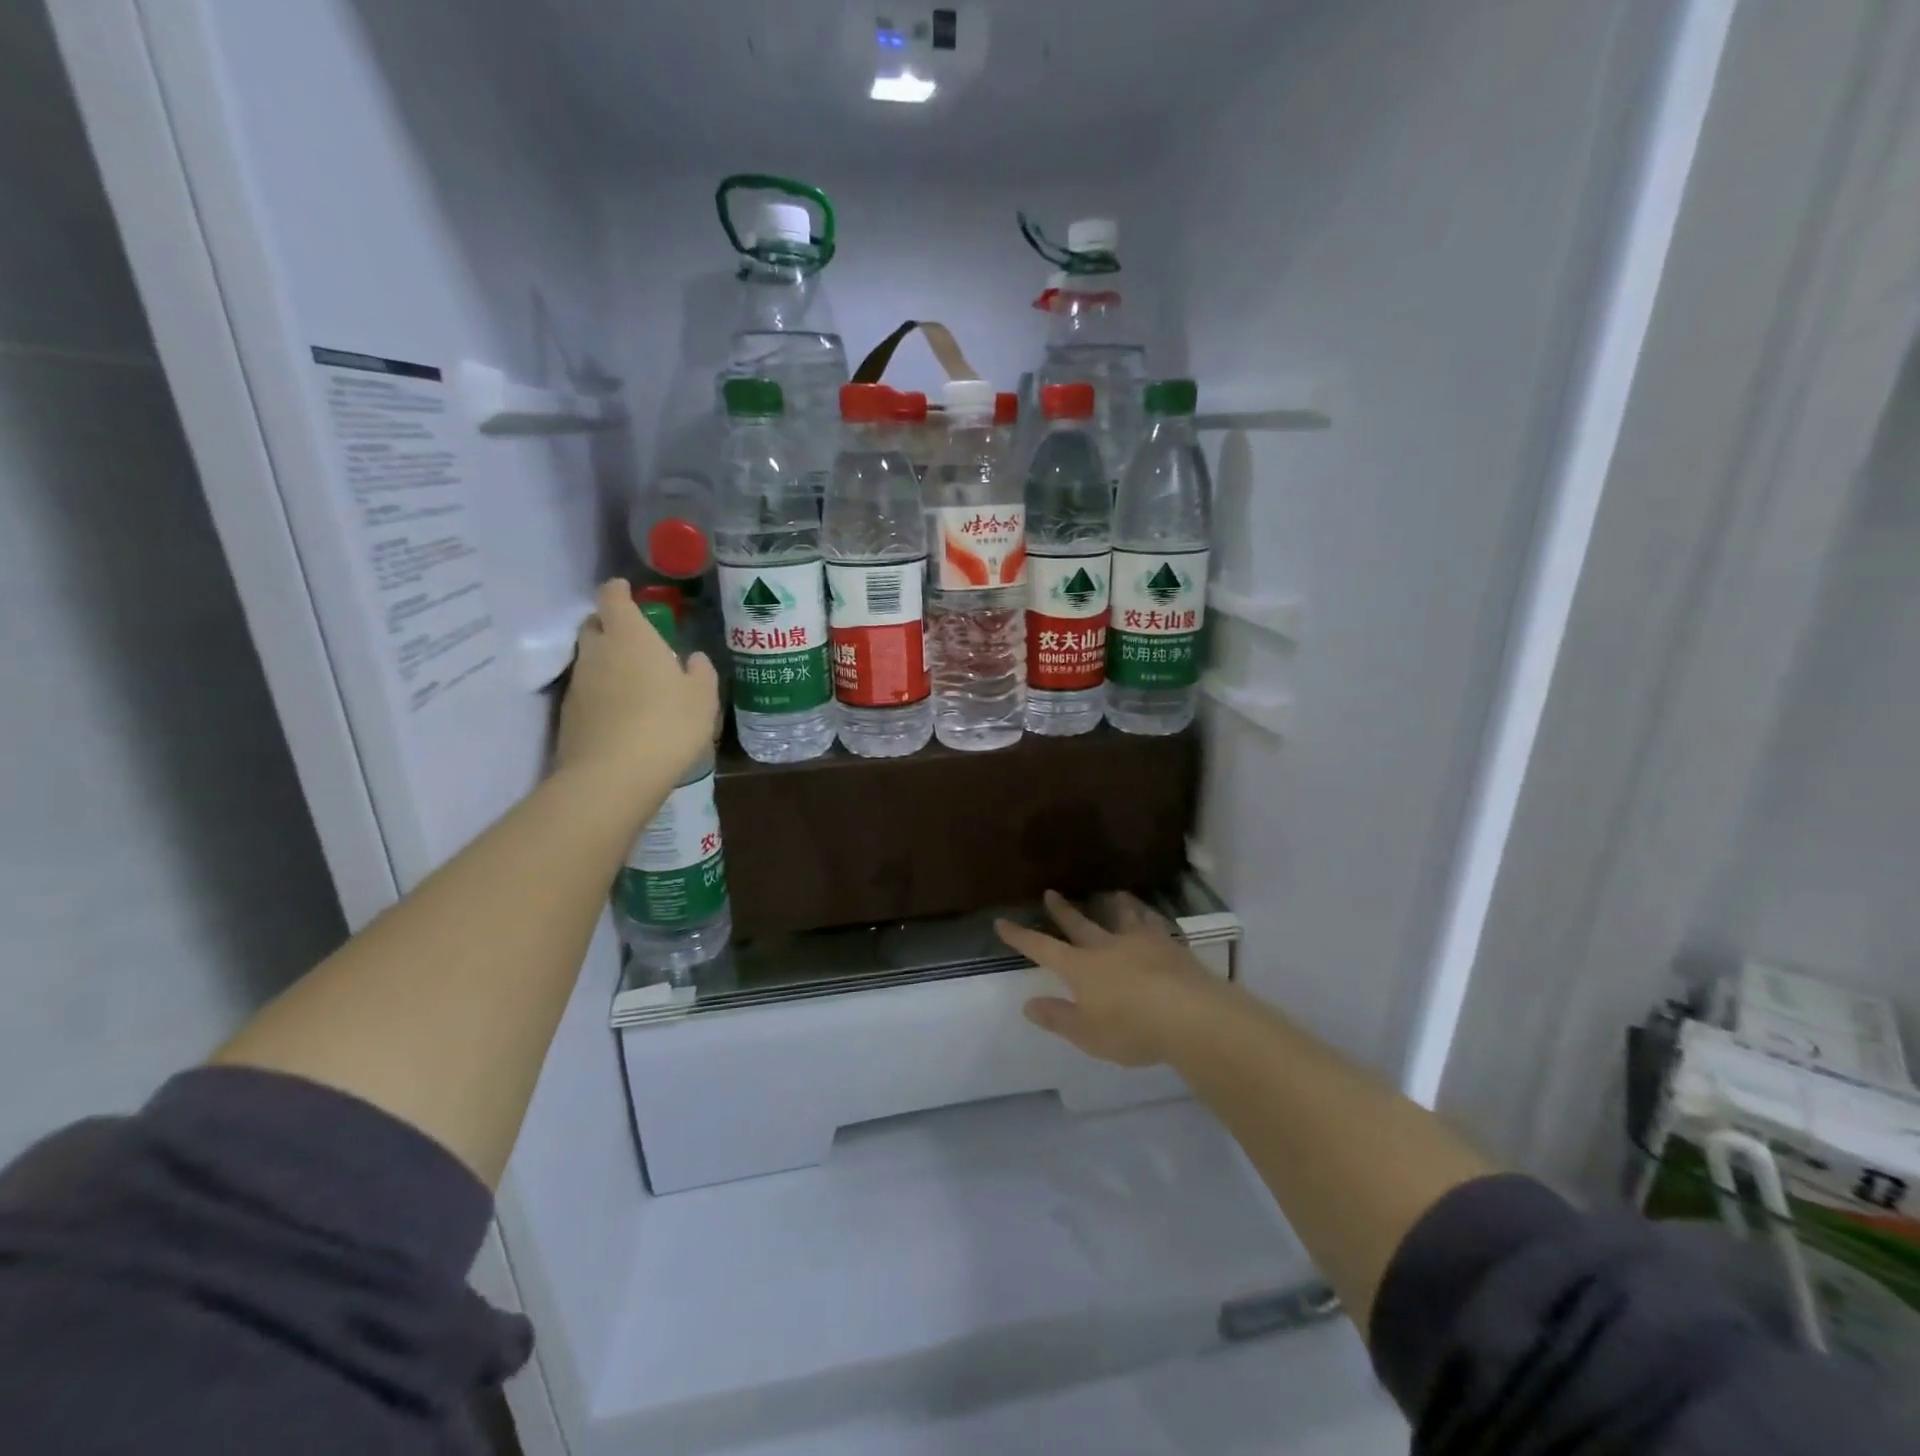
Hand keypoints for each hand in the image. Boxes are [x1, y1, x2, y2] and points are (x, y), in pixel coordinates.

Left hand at [557, 580, 717, 795]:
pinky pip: (587, 690)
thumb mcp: (702, 698)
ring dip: (607, 661)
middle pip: (594, 625)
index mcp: (630, 637)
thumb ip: (700, 672)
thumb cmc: (668, 725)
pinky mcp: (569, 715)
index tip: (627, 590)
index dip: (619, 591)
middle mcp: (597, 652)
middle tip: (635, 638)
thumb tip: (693, 659)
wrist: (614, 776)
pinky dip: (602, 692)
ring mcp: (578, 684)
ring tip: (634, 680)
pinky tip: (623, 712)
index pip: (612, 598)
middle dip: (610, 625)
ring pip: (589, 660)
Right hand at [994, 890, 1231, 1066]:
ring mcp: (1140, 942)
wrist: (1191, 1016)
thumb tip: (1028, 1004)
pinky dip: (1149, 917)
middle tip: (1051, 893)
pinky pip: (1155, 925)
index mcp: (1081, 968)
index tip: (1002, 922)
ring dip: (1115, 906)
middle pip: (1079, 924)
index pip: (1042, 948)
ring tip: (1114, 894)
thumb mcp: (1087, 1034)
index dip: (1021, 937)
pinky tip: (1152, 916)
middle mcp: (1106, 947)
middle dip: (1063, 911)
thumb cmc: (1132, 1029)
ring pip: (1123, 918)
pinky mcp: (1170, 946)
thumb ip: (1058, 1018)